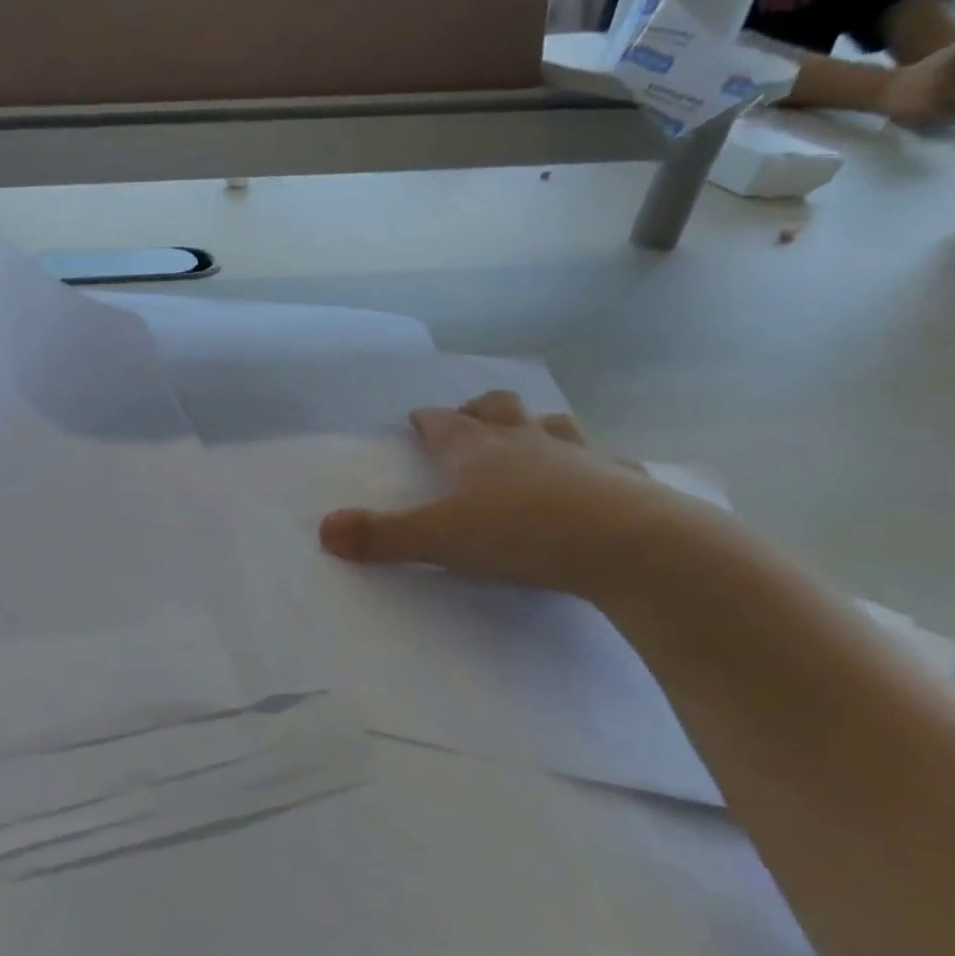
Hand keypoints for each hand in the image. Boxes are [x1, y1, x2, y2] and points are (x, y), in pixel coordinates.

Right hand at [318, 391, 700, 599]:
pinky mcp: (625, 483)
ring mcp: (580, 457)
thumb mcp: (439, 538)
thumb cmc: (522, 532)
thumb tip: (322, 530)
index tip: (417, 420)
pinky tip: (600, 483)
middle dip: (479, 411)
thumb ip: (381, 535)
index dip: (427, 420)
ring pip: (553, 426)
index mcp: (476, 450)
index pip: (442, 423)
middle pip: (498, 409)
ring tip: (529, 443)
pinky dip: (598, 470)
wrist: (632, 545)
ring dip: (537, 429)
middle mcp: (525, 442)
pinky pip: (610, 466)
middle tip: (469, 424)